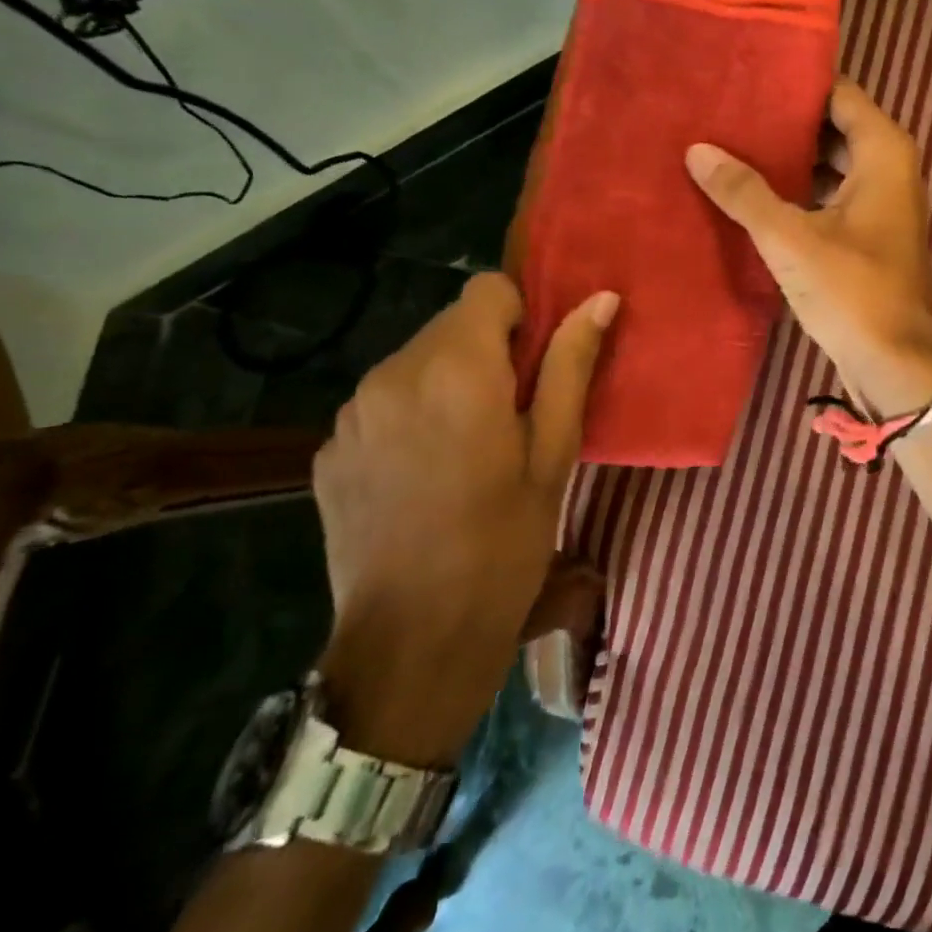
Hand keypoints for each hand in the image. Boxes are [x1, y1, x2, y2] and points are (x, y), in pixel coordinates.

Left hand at [311, 273, 616, 766]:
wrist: (413, 642)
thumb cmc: (504, 543)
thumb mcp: (554, 453)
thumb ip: (571, 365)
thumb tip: (601, 299)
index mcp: (456, 369)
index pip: (487, 289)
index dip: (521, 314)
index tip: (538, 365)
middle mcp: (393, 374)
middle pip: (451, 324)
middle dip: (488, 352)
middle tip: (517, 415)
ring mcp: (352, 412)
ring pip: (416, 362)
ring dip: (449, 383)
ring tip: (472, 449)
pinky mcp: (329, 448)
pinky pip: (383, 402)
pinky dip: (412, 416)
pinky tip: (427, 475)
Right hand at [685, 79, 931, 413]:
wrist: (899, 363)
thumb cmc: (854, 291)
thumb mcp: (792, 239)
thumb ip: (745, 192)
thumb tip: (698, 149)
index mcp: (883, 151)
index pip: (836, 93)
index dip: (793, 83)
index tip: (744, 75)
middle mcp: (887, 167)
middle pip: (830, 126)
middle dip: (783, 122)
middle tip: (724, 111)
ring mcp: (878, 203)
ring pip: (828, 163)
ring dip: (787, 159)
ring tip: (728, 145)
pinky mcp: (866, 234)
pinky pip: (827, 195)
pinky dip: (796, 191)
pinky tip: (751, 193)